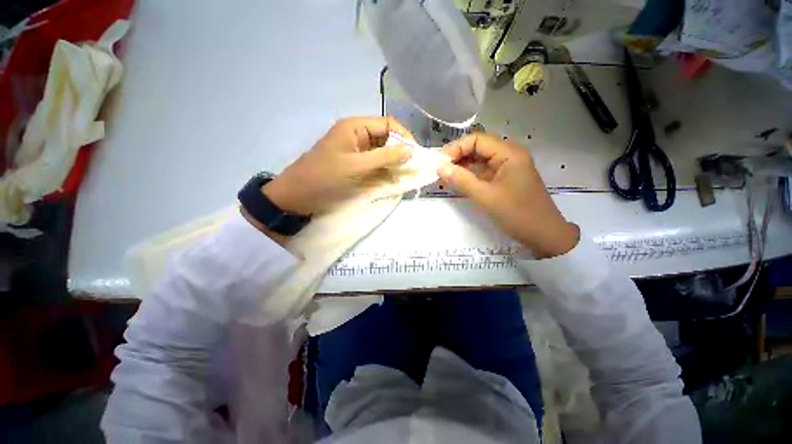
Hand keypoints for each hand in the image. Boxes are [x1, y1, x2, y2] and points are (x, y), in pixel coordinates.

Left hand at [262, 116, 413, 215]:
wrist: (297, 197)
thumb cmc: (325, 177)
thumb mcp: (356, 166)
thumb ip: (385, 157)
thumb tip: (410, 151)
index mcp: (355, 127)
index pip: (388, 124)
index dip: (404, 137)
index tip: (416, 155)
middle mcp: (357, 136)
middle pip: (386, 139)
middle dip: (400, 153)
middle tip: (412, 169)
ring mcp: (356, 152)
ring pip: (382, 154)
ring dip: (394, 164)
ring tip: (403, 177)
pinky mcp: (355, 166)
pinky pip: (375, 166)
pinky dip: (385, 172)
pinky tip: (392, 181)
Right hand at [437, 133, 579, 258]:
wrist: (544, 235)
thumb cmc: (518, 214)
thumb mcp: (486, 196)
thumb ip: (461, 180)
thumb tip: (438, 167)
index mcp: (509, 153)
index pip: (477, 140)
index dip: (456, 148)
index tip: (440, 163)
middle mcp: (508, 155)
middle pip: (477, 148)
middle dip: (457, 157)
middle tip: (439, 171)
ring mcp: (507, 168)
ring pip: (479, 161)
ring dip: (462, 167)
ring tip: (444, 177)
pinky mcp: (504, 180)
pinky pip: (483, 173)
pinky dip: (469, 176)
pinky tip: (456, 182)